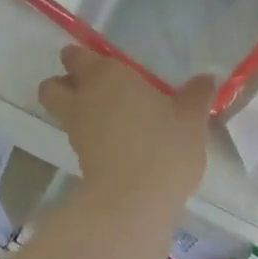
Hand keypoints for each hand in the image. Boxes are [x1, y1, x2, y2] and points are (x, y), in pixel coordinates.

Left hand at [39, 47, 213, 209]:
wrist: (134, 202)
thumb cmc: (164, 147)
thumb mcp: (191, 119)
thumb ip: (196, 96)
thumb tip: (205, 79)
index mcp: (106, 76)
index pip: (77, 56)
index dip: (84, 57)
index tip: (104, 63)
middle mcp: (83, 99)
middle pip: (52, 86)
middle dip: (65, 84)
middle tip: (96, 90)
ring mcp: (77, 132)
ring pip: (62, 114)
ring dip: (78, 113)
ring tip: (111, 119)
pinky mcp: (79, 161)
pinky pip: (79, 139)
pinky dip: (91, 139)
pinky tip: (119, 144)